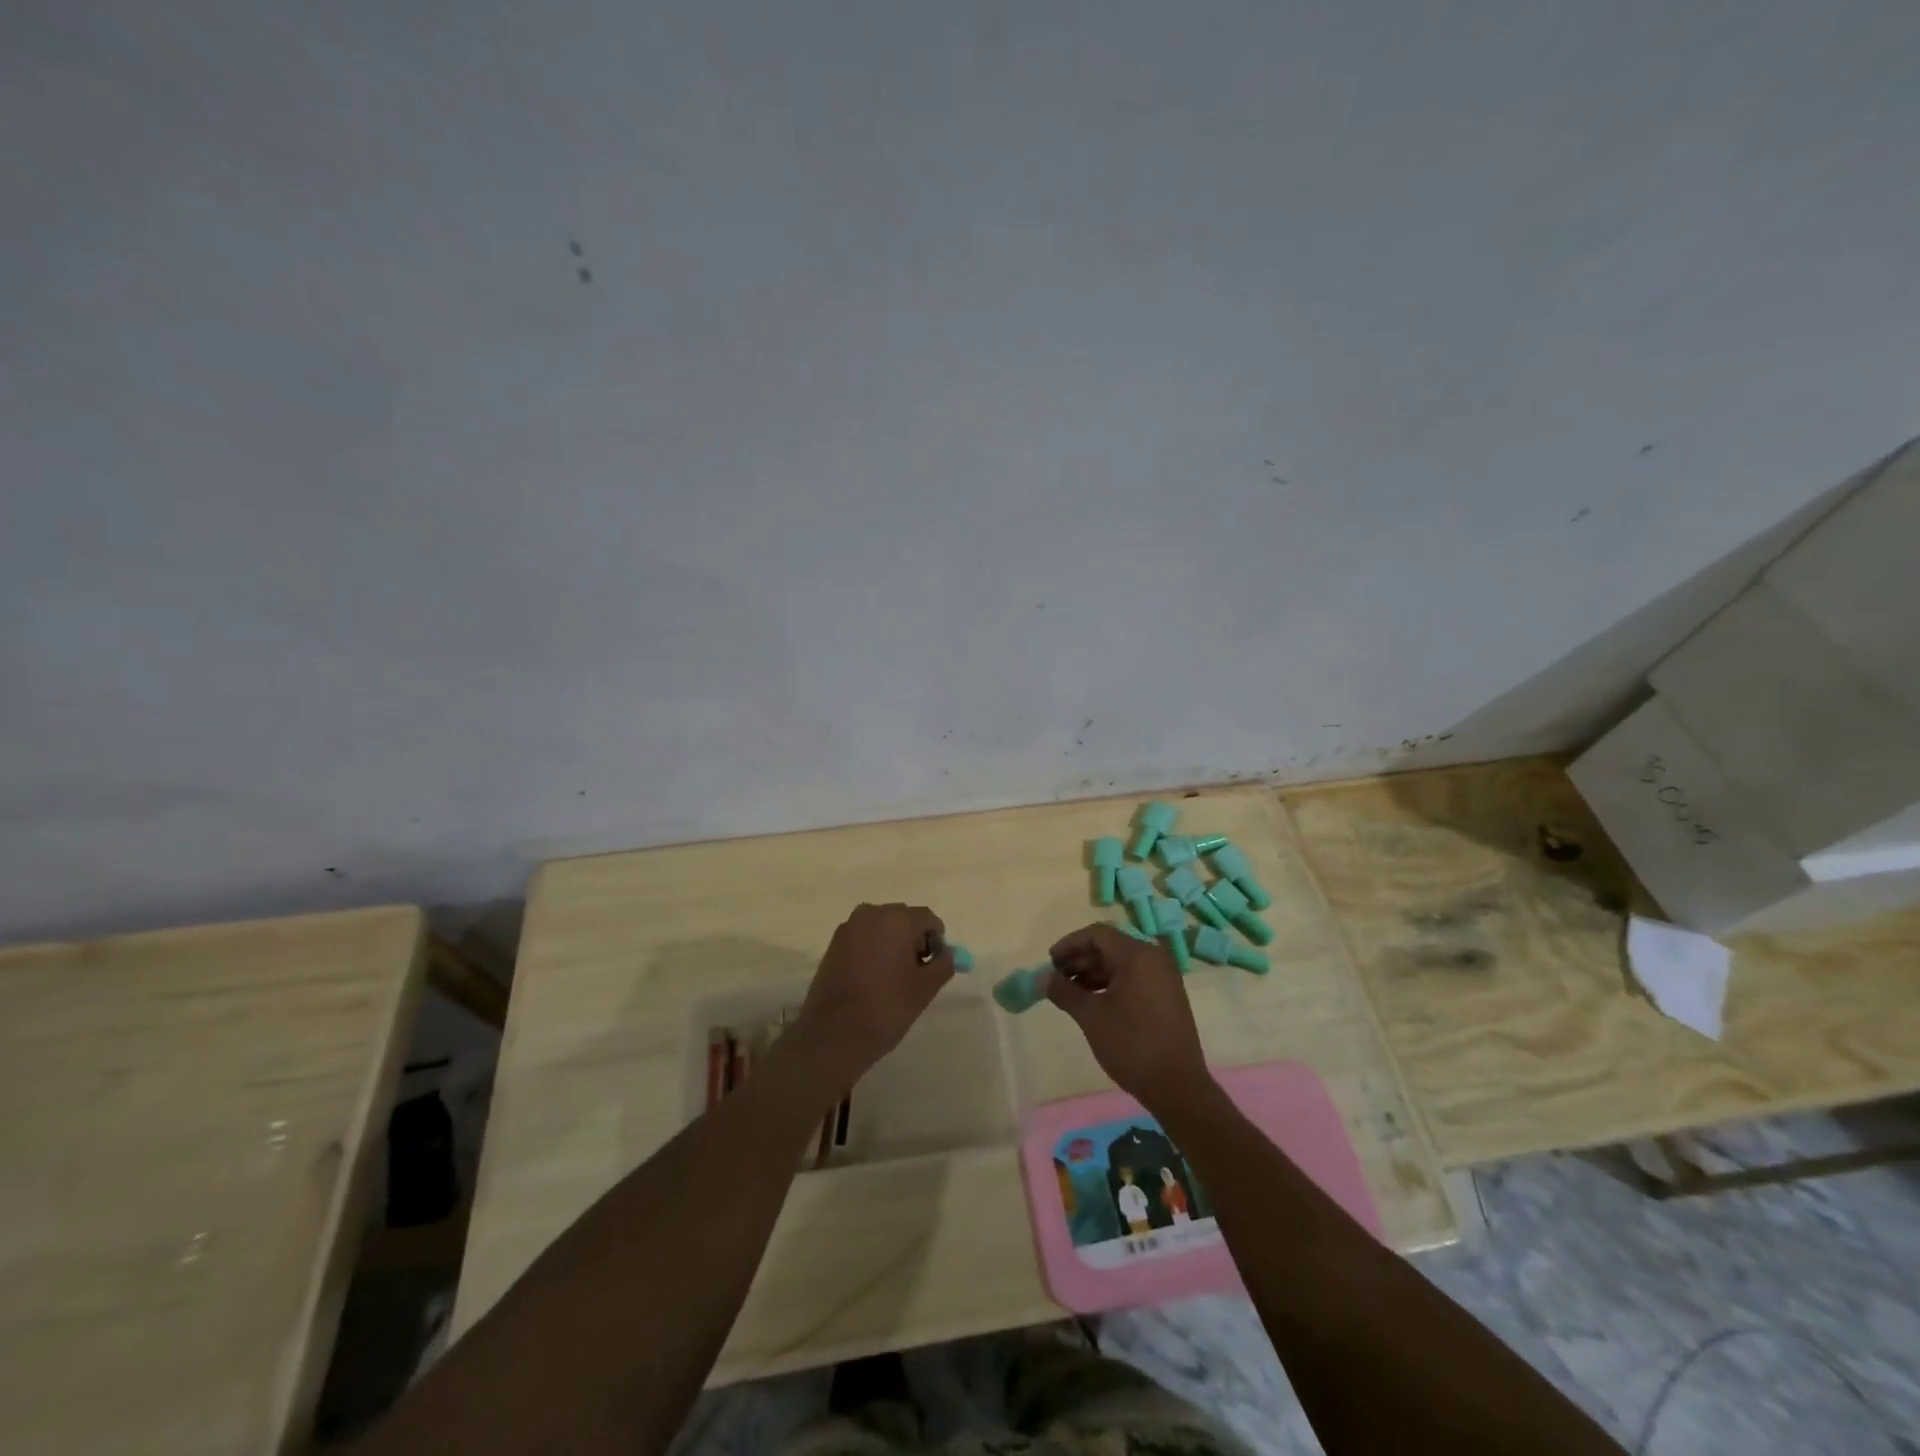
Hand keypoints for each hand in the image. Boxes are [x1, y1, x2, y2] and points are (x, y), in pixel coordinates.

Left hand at [794, 902, 952, 1089]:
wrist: (832, 1035)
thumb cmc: (886, 1008)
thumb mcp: (925, 988)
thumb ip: (943, 964)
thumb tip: (946, 952)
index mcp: (896, 919)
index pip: (928, 919)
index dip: (936, 942)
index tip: (933, 968)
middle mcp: (871, 914)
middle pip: (904, 920)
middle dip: (914, 942)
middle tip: (915, 976)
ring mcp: (848, 928)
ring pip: (882, 929)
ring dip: (893, 946)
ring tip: (892, 981)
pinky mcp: (833, 945)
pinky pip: (863, 939)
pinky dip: (873, 952)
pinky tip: (871, 981)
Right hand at [1046, 924, 1214, 1111]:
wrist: (1177, 1087)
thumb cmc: (1131, 1045)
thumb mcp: (1091, 1016)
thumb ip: (1064, 991)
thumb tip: (1042, 979)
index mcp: (1137, 955)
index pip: (1098, 934)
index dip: (1070, 944)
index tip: (1050, 962)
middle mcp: (1153, 958)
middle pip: (1109, 947)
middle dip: (1080, 959)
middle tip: (1056, 978)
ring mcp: (1163, 977)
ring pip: (1120, 963)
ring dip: (1093, 972)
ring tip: (1070, 992)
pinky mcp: (1166, 995)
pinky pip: (1133, 977)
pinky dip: (1110, 983)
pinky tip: (1093, 1001)